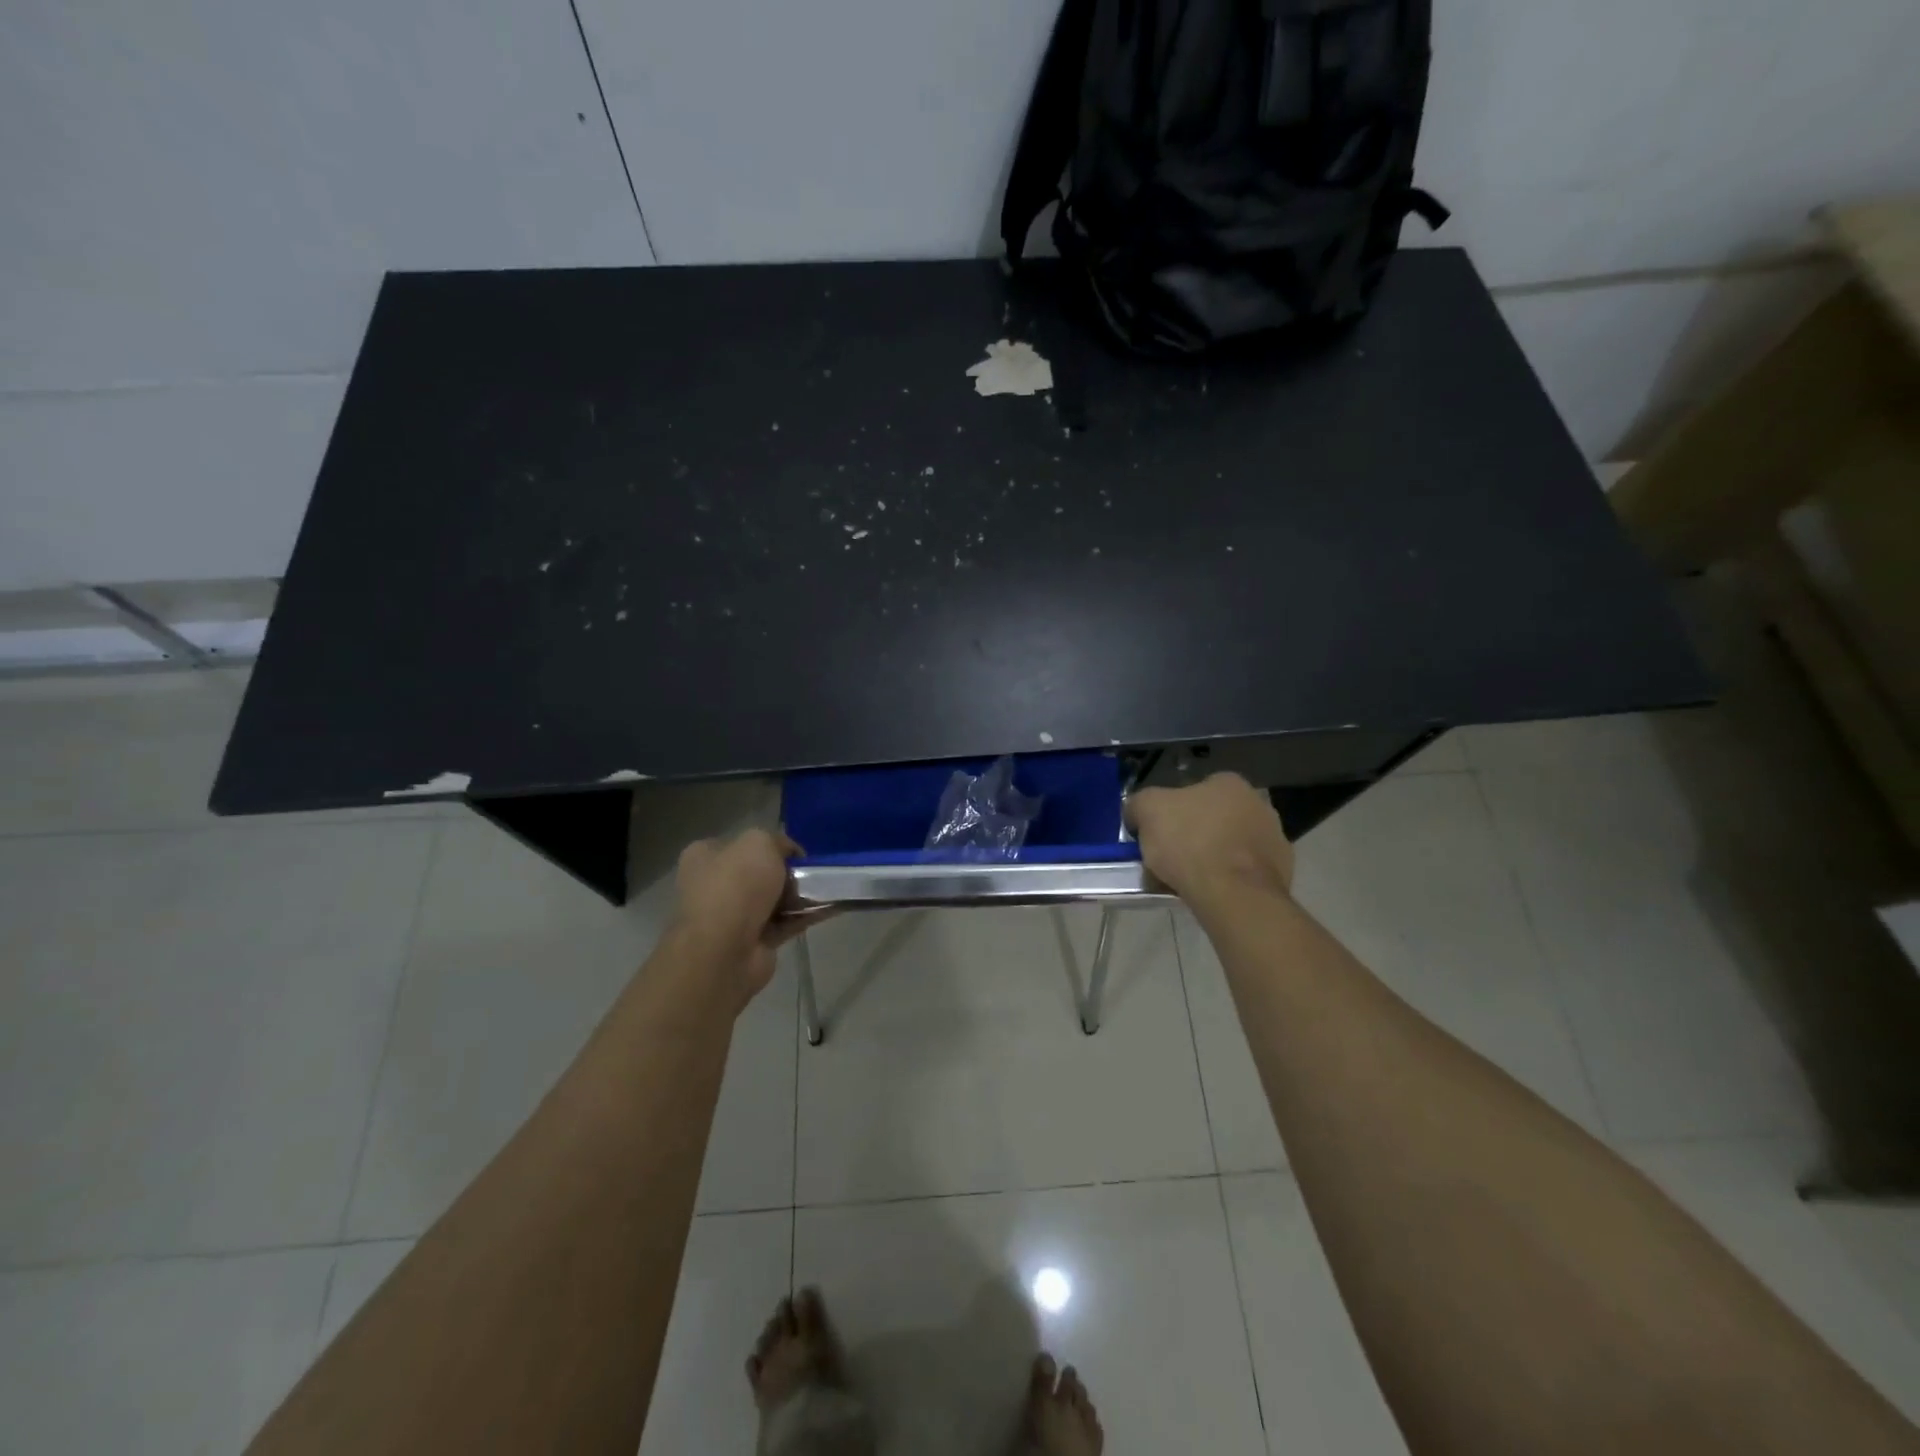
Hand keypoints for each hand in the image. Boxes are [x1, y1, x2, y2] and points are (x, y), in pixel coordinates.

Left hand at [668, 829, 811, 1010]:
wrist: (724, 951)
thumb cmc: (735, 886)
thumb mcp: (759, 843)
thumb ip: (778, 842)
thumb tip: (790, 855)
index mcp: (705, 857)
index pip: (742, 844)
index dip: (772, 845)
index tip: (796, 853)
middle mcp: (713, 886)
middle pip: (760, 872)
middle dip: (787, 872)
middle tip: (811, 872)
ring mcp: (731, 917)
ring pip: (773, 899)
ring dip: (799, 895)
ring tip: (827, 888)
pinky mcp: (752, 942)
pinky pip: (785, 923)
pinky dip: (805, 916)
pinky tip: (830, 908)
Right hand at [1124, 773, 1294, 904]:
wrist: (1233, 894)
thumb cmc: (1190, 842)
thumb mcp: (1147, 811)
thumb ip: (1139, 803)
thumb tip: (1137, 812)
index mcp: (1228, 782)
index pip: (1193, 791)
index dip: (1171, 812)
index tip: (1157, 834)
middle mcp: (1258, 803)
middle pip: (1213, 818)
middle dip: (1193, 835)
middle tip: (1169, 858)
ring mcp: (1274, 838)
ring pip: (1229, 846)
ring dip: (1211, 858)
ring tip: (1185, 881)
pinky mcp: (1281, 872)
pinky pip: (1242, 872)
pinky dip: (1227, 879)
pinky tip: (1209, 893)